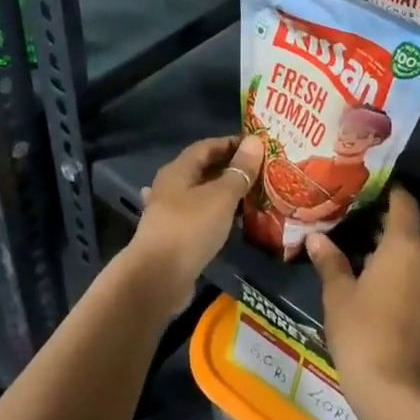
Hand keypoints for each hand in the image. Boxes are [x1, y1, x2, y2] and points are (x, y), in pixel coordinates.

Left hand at [124, 135, 263, 312]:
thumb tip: (255, 141)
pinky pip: (200, 217)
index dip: (231, 143)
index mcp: (178, 170)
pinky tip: (232, 221)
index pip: (206, 146)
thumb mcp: (221, 196)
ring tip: (252, 194)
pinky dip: (217, 215)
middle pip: (203, 169)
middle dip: (231, 168)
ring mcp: (170, 213)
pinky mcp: (174, 237)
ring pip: (202, 195)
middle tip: (261, 171)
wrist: (158, 278)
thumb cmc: (190, 228)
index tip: (257, 146)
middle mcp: (170, 187)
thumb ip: (239, 171)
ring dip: (224, 193)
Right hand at [306, 184, 419, 402]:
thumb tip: (317, 238)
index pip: (404, 203)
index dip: (390, 191)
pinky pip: (418, 277)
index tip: (369, 187)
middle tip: (355, 220)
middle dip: (385, 224)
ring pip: (414, 256)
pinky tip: (376, 282)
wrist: (397, 390)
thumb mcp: (339, 294)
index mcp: (404, 245)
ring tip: (361, 251)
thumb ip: (330, 261)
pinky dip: (401, 273)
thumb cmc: (362, 331)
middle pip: (409, 229)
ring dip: (393, 251)